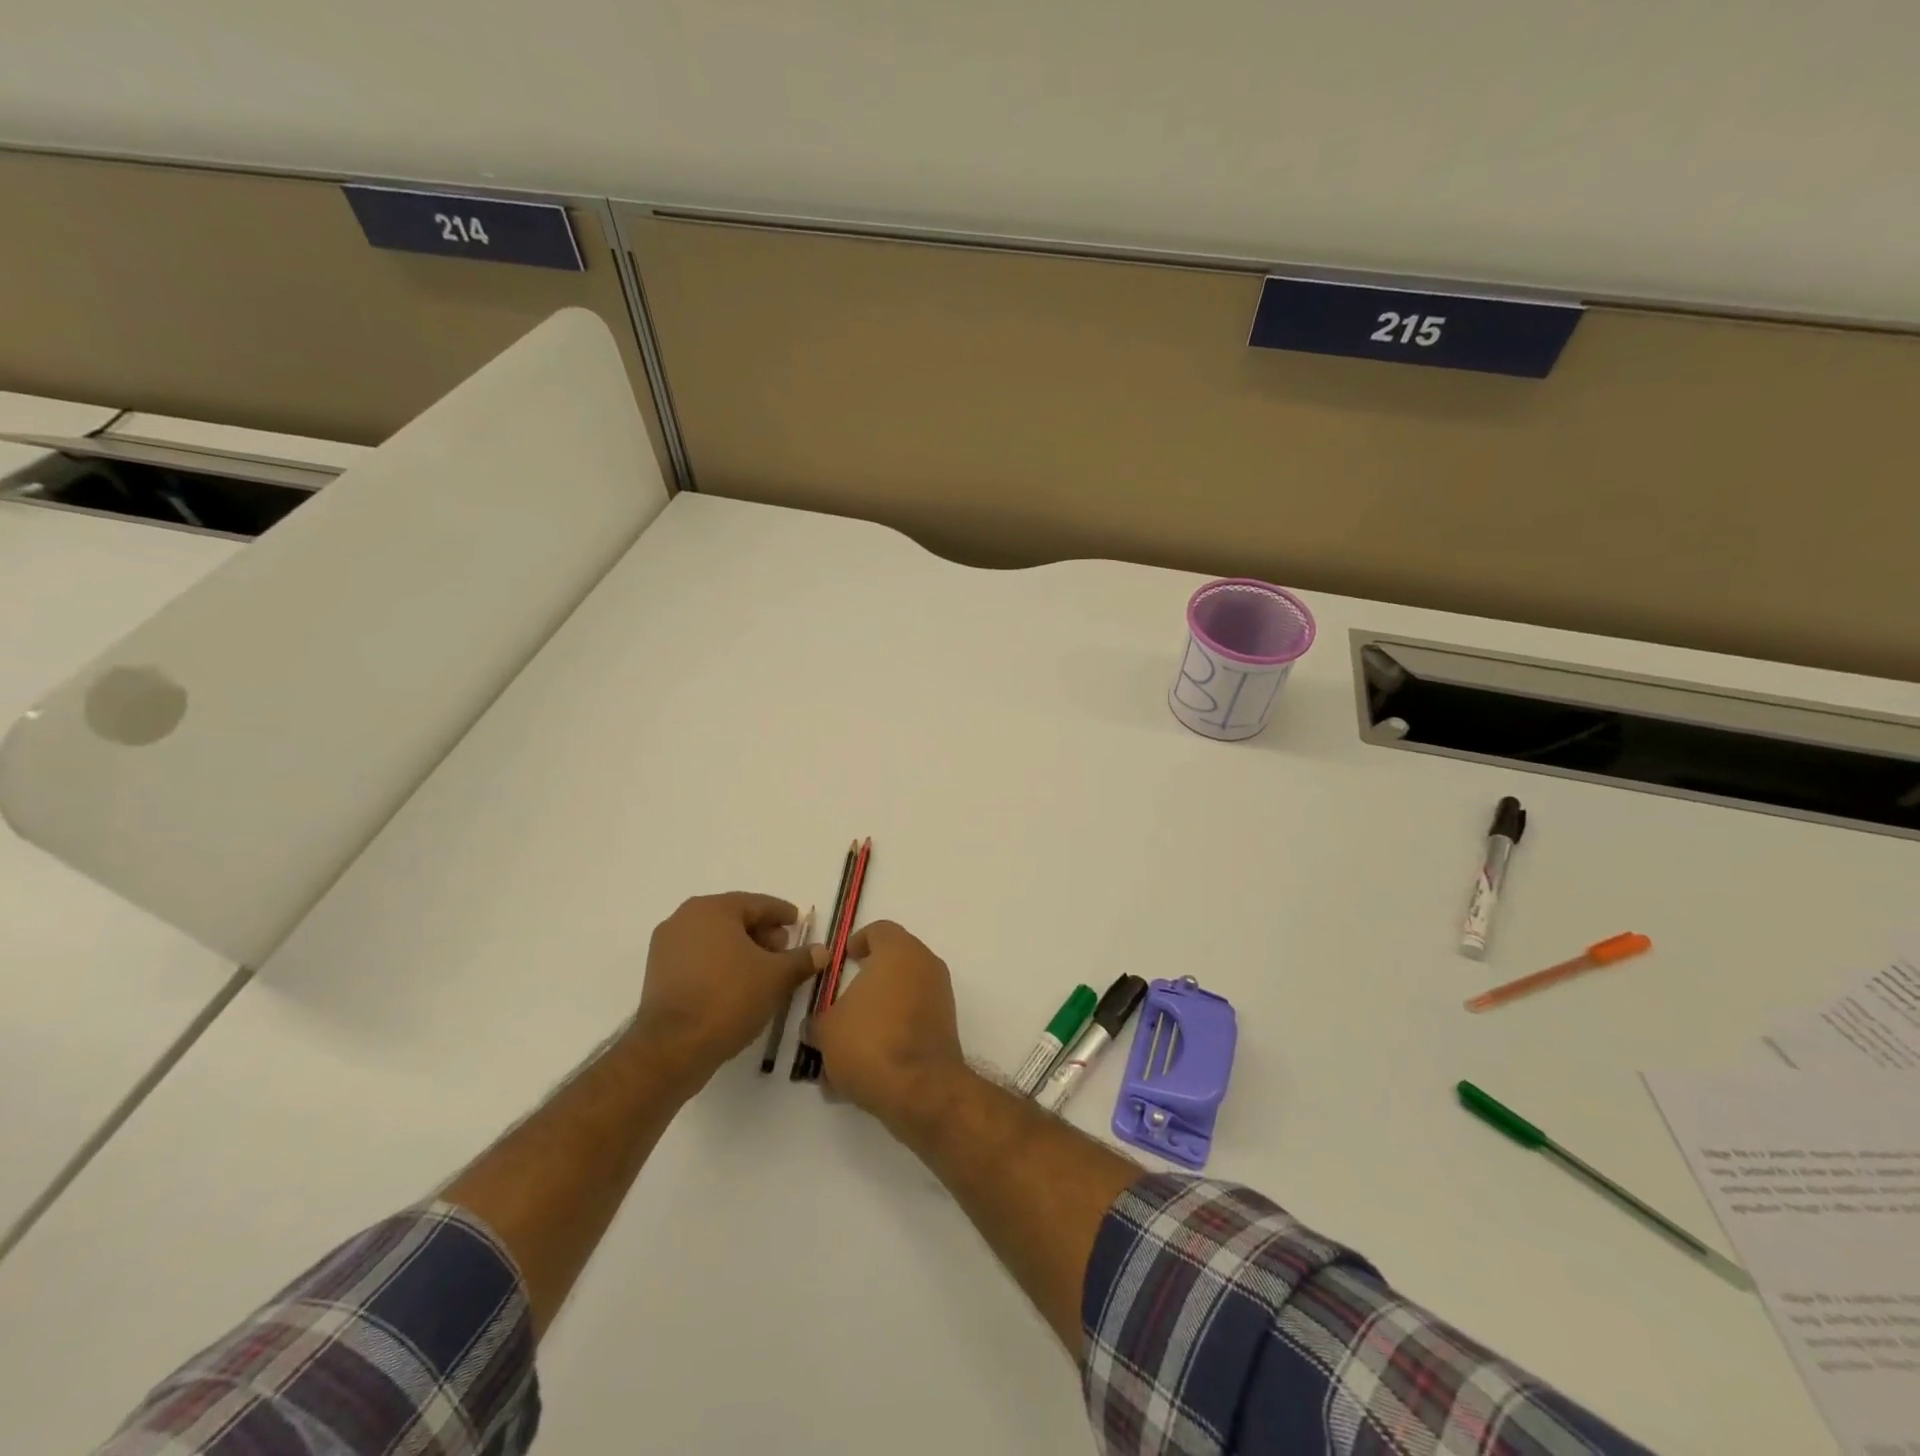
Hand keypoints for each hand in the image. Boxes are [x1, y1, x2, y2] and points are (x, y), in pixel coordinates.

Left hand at [629, 893, 815, 1090]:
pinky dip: (720, 964)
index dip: (782, 914)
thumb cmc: (729, 998)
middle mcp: (685, 918)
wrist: (672, 1048)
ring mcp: (666, 946)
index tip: (797, 923)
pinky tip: (737, 984)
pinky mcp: (657, 973)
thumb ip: (801, 959)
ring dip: (741, 949)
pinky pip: (698, 957)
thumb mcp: (776, 977)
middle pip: (734, 918)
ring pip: (715, 938)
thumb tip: (822, 951)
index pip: (757, 903)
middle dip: (762, 932)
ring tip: (763, 972)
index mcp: (713, 909)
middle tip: (783, 951)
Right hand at [809, 920, 967, 1127]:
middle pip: (892, 964)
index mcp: (899, 951)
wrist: (920, 1088)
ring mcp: (940, 997)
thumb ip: (818, 1021)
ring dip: (876, 1016)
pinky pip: (912, 1023)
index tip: (843, 959)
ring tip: (846, 1048)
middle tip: (840, 1004)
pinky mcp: (946, 1028)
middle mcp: (925, 966)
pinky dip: (891, 1036)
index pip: (880, 930)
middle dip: (865, 984)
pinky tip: (865, 1069)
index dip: (858, 941)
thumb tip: (814, 1026)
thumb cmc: (869, 1042)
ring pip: (901, 998)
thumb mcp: (827, 1030)